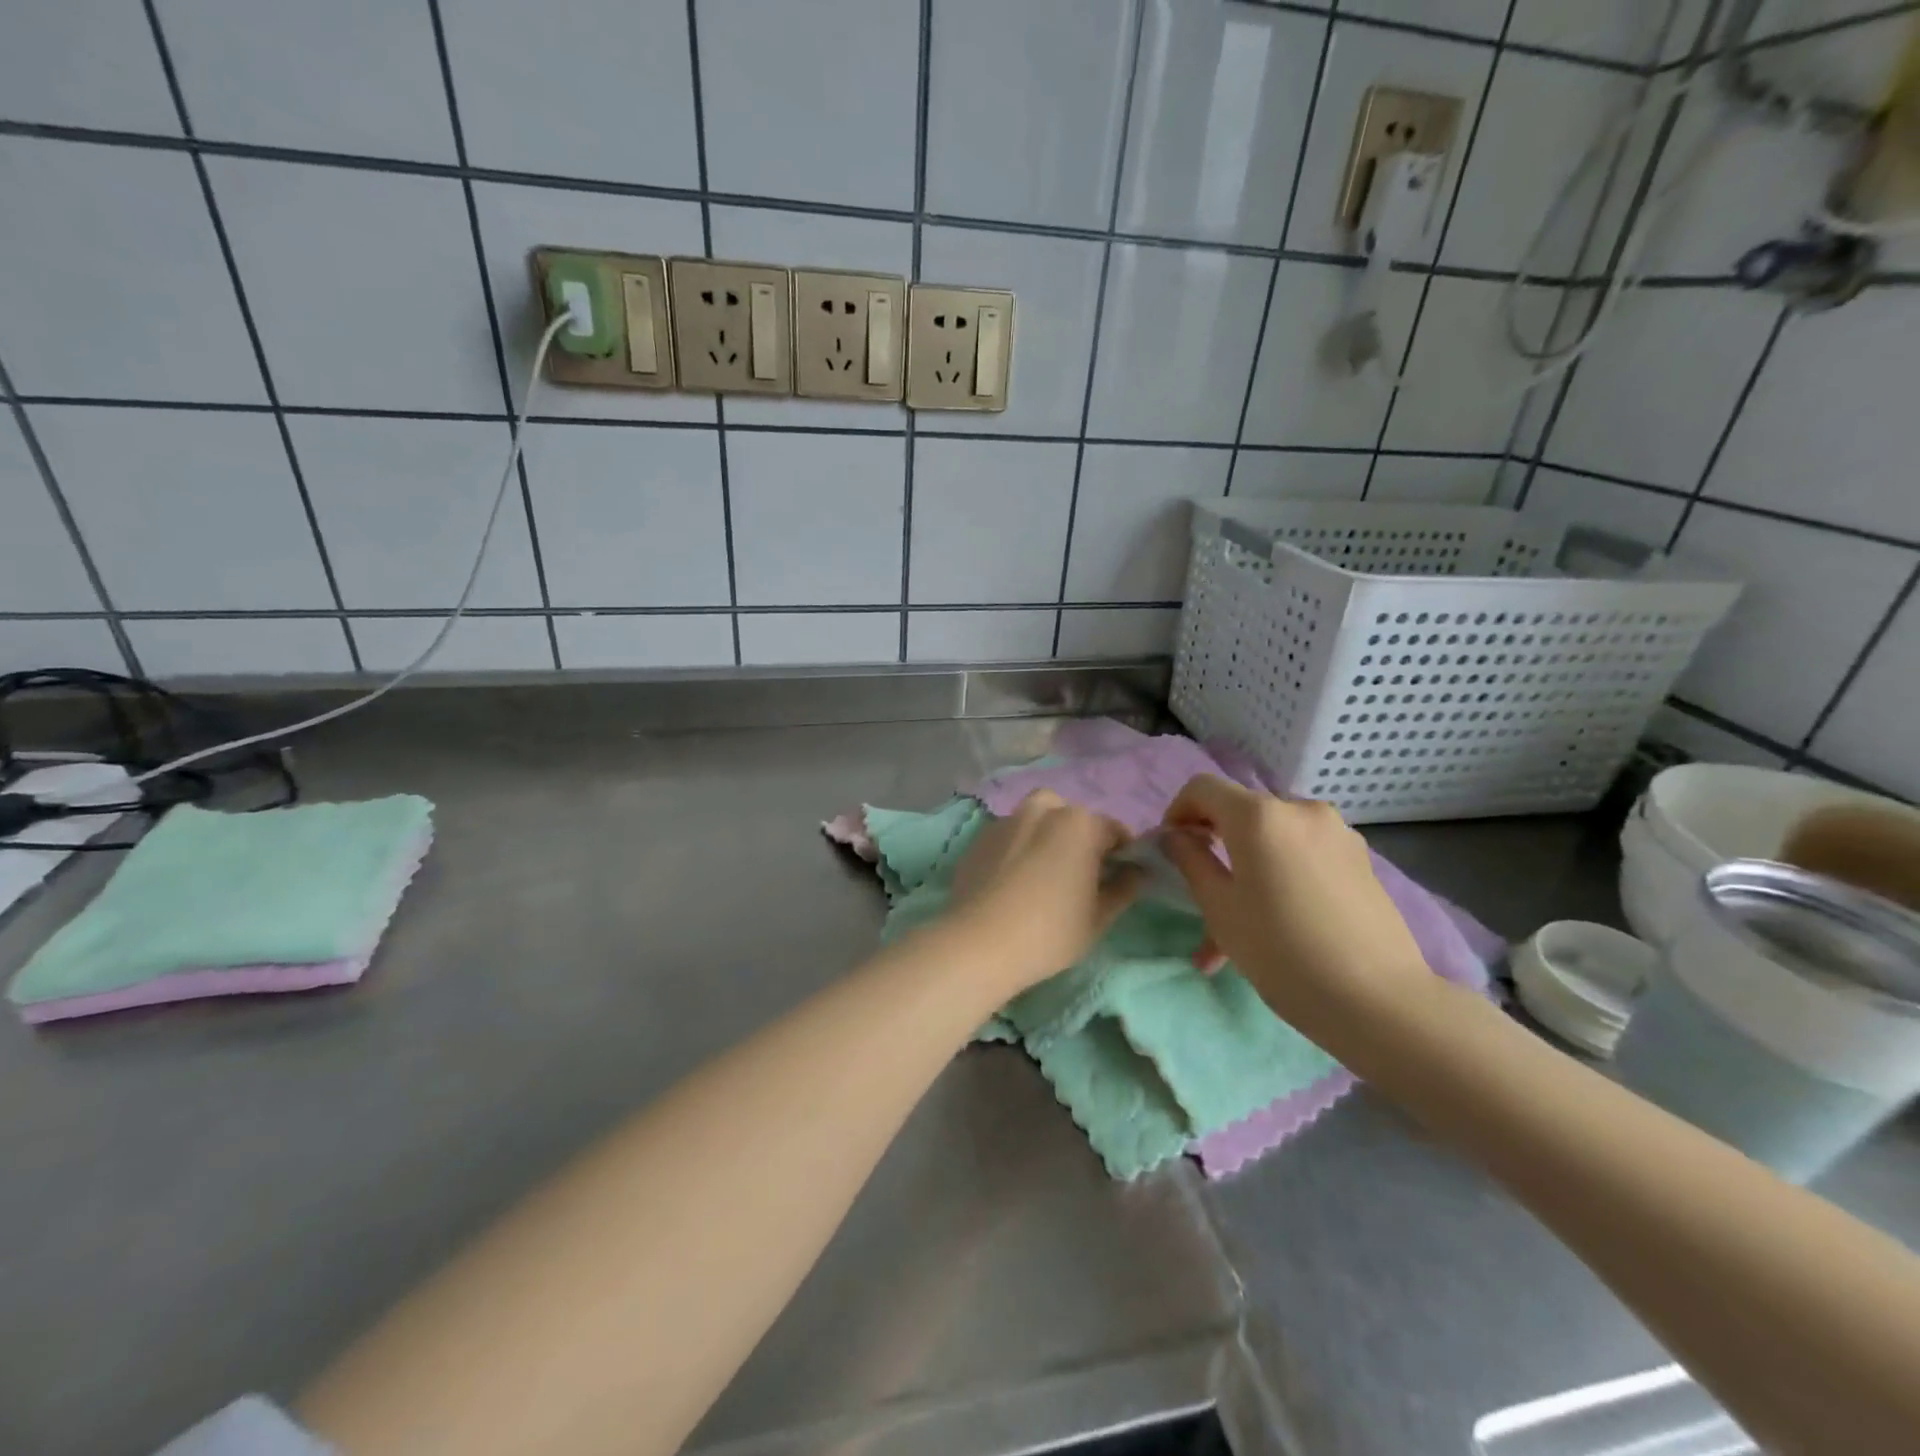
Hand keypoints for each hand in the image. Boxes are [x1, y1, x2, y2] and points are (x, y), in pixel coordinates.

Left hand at [948, 790, 1142, 994]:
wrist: (979, 943)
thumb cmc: (1050, 932)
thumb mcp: (1099, 917)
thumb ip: (1124, 888)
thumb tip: (1137, 871)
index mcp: (1080, 823)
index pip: (1114, 830)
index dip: (1122, 854)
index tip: (1119, 878)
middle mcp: (1043, 810)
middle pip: (1073, 817)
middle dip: (1081, 838)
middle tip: (1080, 875)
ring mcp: (1007, 820)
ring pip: (1038, 819)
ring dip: (1048, 836)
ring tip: (1045, 873)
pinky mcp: (980, 838)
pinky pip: (1010, 835)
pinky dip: (1019, 847)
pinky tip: (1014, 880)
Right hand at [1159, 776, 1431, 1031]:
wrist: (1378, 1001)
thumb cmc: (1282, 952)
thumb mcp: (1219, 908)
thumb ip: (1191, 861)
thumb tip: (1177, 837)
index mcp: (1259, 815)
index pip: (1202, 788)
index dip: (1178, 811)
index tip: (1172, 849)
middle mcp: (1299, 808)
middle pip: (1241, 812)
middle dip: (1215, 844)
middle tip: (1203, 891)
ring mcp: (1336, 832)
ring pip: (1274, 838)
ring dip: (1249, 866)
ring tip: (1241, 923)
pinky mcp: (1360, 858)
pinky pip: (1304, 853)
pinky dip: (1281, 874)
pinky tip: (1280, 921)